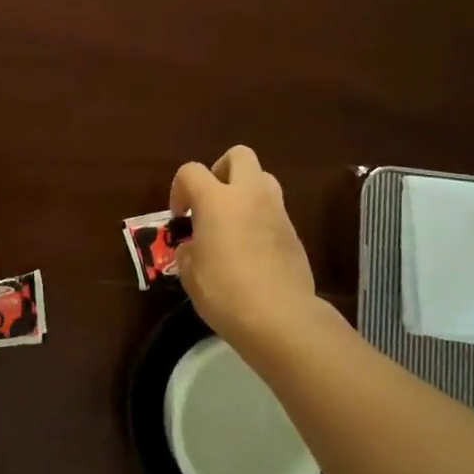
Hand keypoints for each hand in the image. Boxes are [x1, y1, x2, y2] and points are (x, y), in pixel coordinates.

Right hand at [169, 145, 318, 338]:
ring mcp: (276, 211)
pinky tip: (252, 248)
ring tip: (233, 222)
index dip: (179, 189)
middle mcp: (249, 195)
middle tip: (211, 199)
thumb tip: (193, 247)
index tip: (180, 217)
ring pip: (263, 178)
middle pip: (239, 155)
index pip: (191, 171)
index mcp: (217, 199)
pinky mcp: (294, 232)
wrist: (280, 317)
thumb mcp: (191, 274)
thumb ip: (188, 251)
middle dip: (221, 170)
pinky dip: (260, 218)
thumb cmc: (226, 292)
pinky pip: (274, 210)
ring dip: (246, 191)